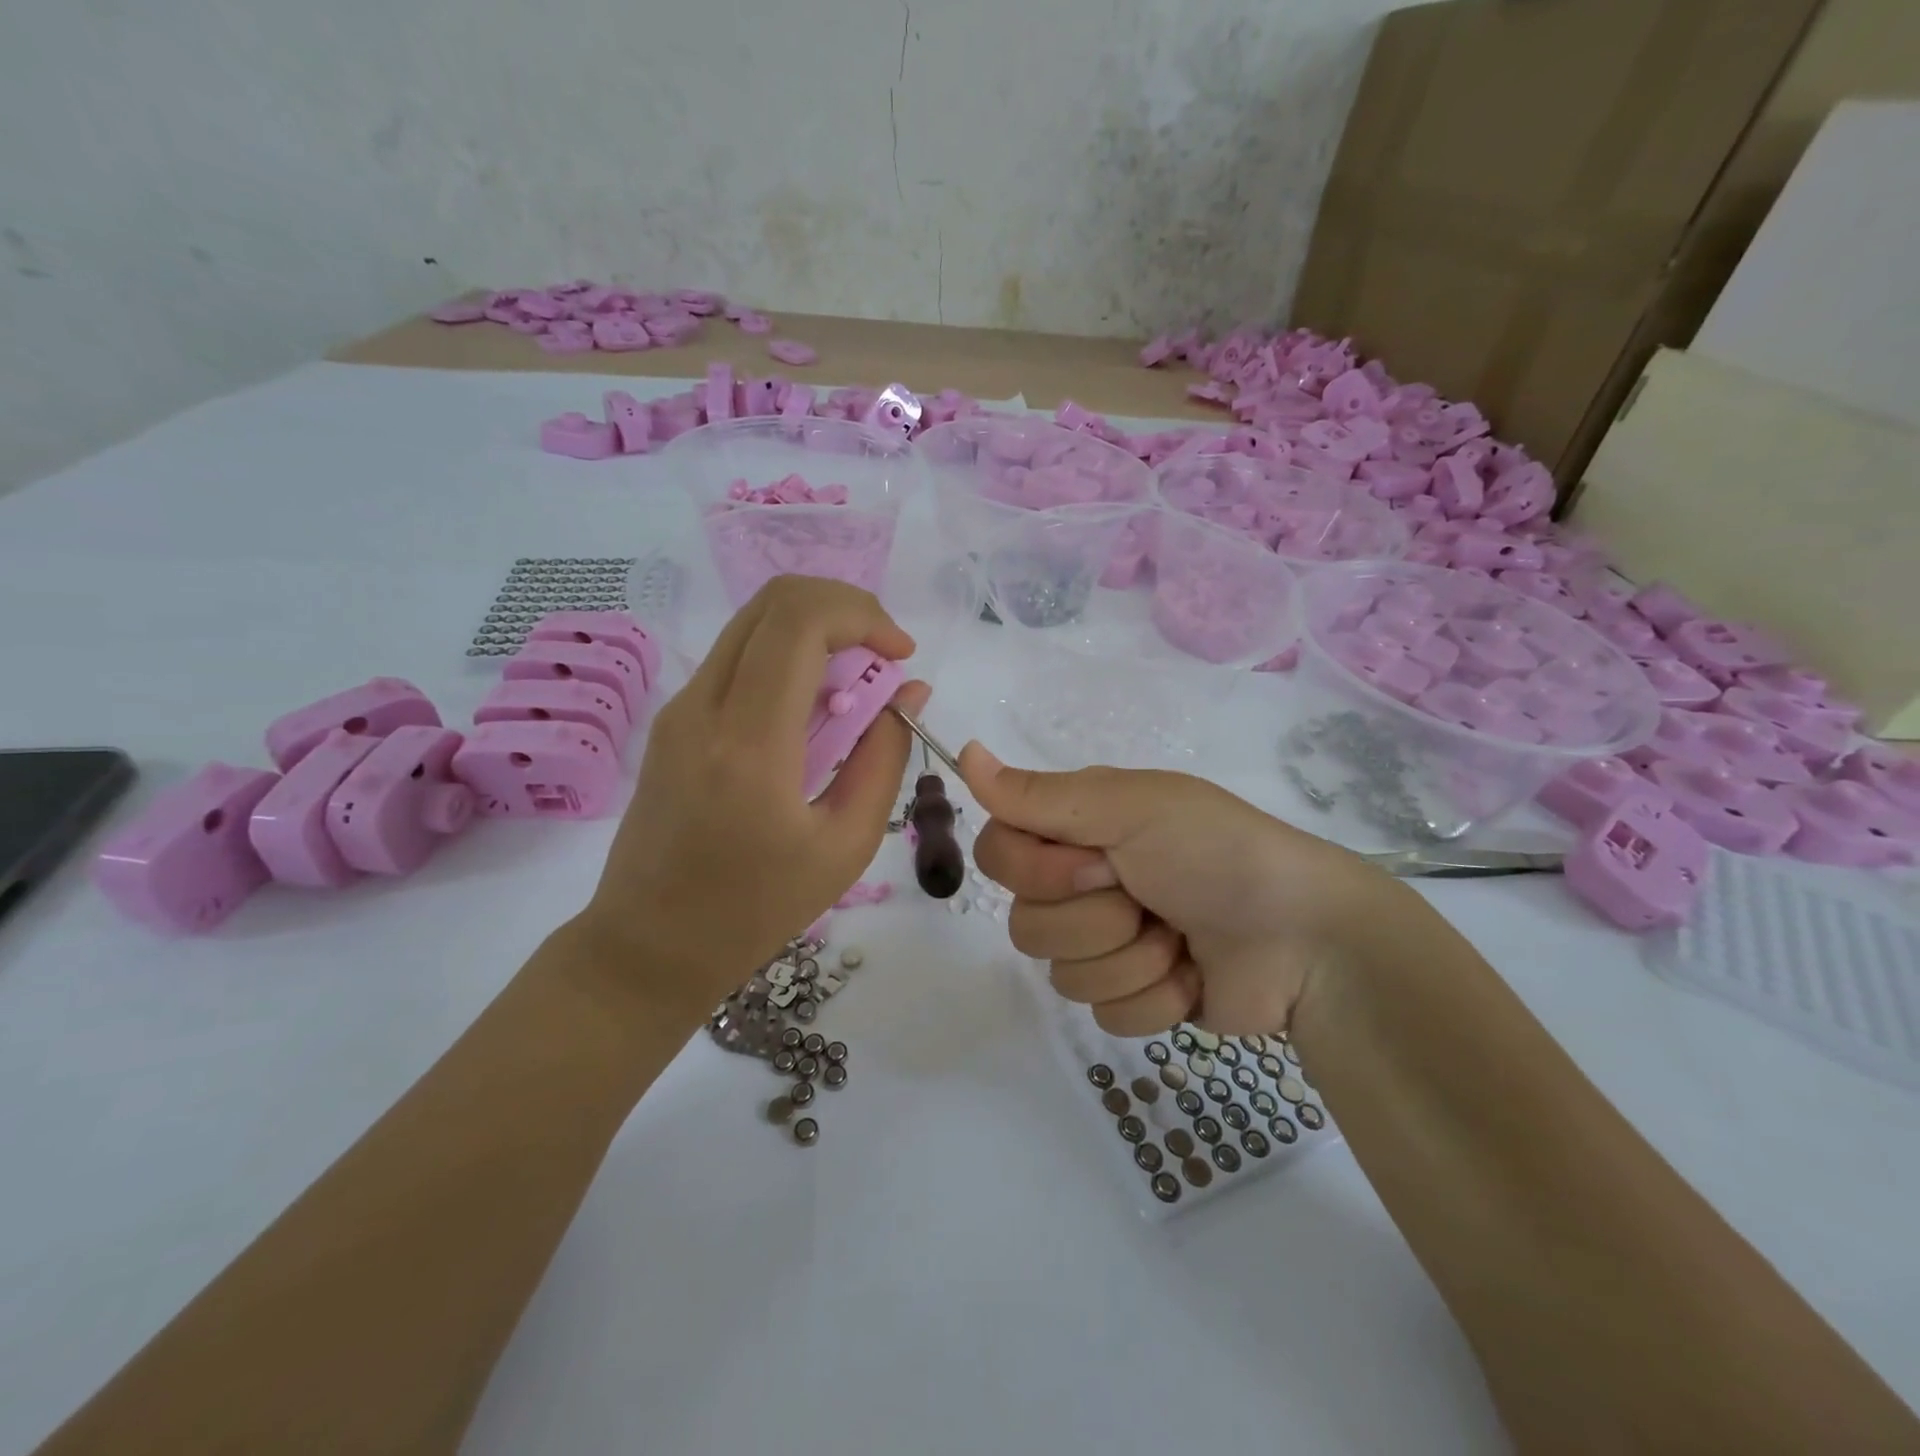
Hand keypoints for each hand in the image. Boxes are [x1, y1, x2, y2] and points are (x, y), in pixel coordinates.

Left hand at [577, 577, 927, 1019]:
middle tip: (884, 654)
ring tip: (856, 684)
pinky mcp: (673, 718)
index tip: (901, 654)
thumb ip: (884, 756)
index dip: (864, 615)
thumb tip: (909, 691)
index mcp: (750, 744)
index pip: (801, 622)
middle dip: (844, 607)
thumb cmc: (755, 910)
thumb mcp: (844, 844)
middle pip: (775, 601)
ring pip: (754, 621)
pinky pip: (739, 656)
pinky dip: (788, 656)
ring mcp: (680, 707)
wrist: (649, 946)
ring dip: (817, 629)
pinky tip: (814, 709)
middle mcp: (704, 706)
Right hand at [959, 745, 1407, 1036]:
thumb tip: (962, 751)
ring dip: (1131, 957)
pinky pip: (1103, 1013)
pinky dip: (1155, 996)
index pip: (997, 854)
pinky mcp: (1131, 996)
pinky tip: (1191, 974)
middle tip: (1149, 896)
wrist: (1305, 937)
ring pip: (1062, 973)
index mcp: (1076, 831)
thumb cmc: (1216, 852)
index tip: (1099, 861)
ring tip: (1180, 938)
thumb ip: (1039, 793)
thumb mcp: (1130, 807)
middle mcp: (1080, 884)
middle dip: (1096, 918)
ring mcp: (1105, 945)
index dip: (1038, 869)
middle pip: (1026, 924)